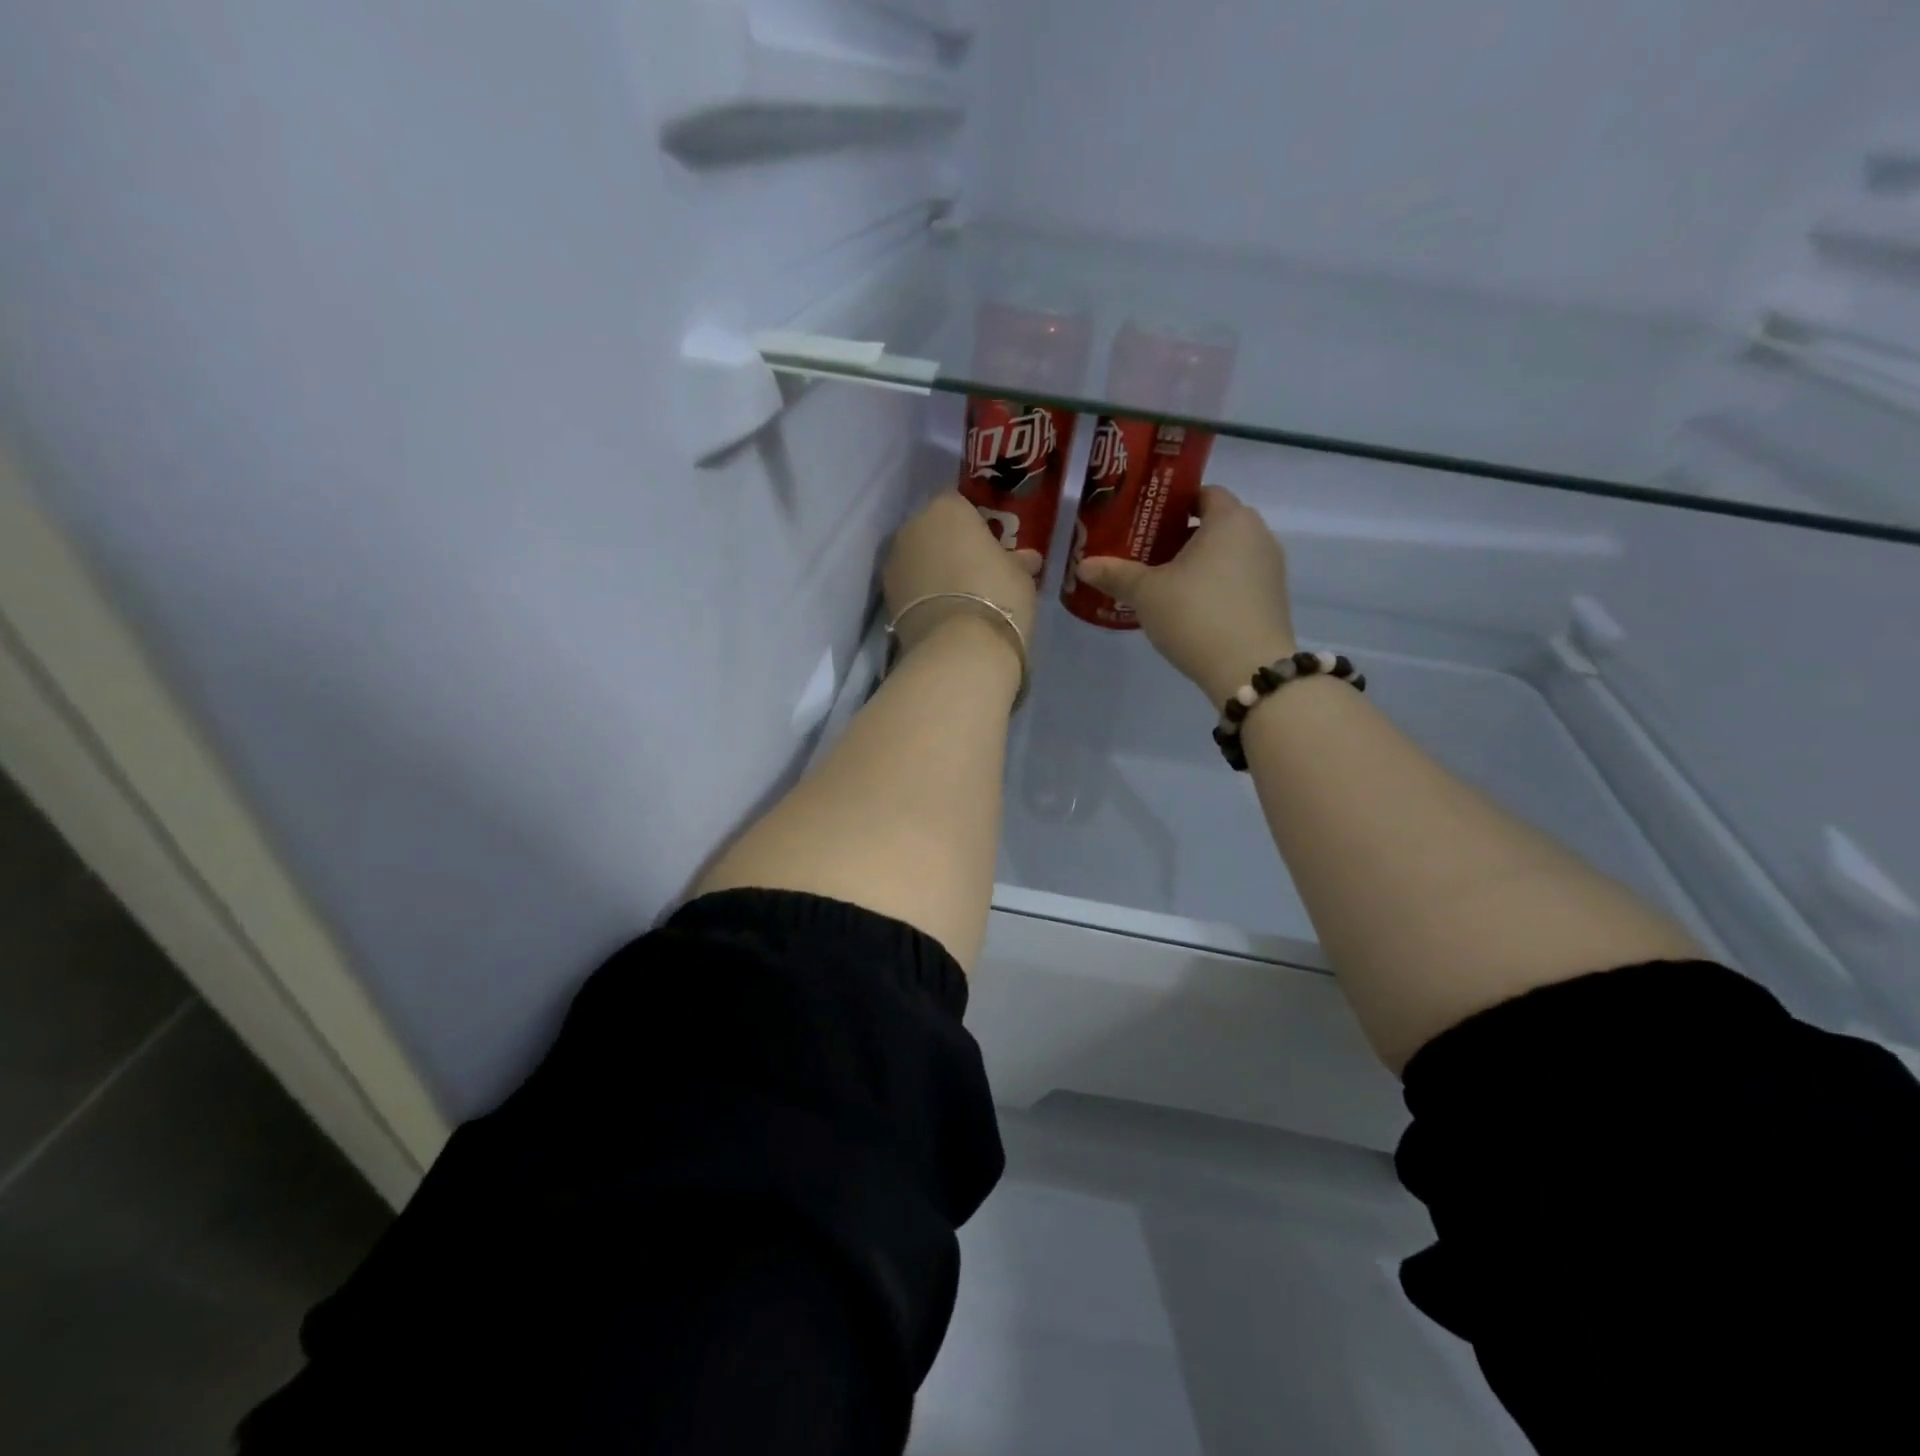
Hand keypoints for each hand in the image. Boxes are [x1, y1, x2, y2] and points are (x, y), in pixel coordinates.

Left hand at [884, 492, 1042, 654]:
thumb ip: (1018, 561)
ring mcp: (894, 561)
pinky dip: (921, 594)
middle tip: (974, 571)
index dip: (975, 524)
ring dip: (932, 570)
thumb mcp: (1021, 576)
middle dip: (949, 545)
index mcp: (948, 508)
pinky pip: (909, 585)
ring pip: (917, 558)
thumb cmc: (998, 596)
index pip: (960, 504)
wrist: (958, 648)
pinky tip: (941, 614)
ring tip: (957, 598)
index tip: (989, 546)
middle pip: (933, 530)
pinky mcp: (886, 595)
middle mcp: (913, 526)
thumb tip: (1026, 559)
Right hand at [1076, 486, 1296, 704]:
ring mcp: (1270, 567)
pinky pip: (1239, 578)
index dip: (1173, 504)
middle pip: (1215, 523)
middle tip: (1147, 553)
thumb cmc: (1196, 615)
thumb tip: (1083, 565)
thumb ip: (1116, 574)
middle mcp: (1257, 534)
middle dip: (1182, 534)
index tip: (1145, 522)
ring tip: (1165, 582)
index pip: (1203, 493)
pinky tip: (1190, 607)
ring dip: (1199, 562)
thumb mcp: (1147, 594)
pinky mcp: (1273, 598)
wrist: (1249, 669)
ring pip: (1228, 552)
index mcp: (1229, 519)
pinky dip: (1216, 584)